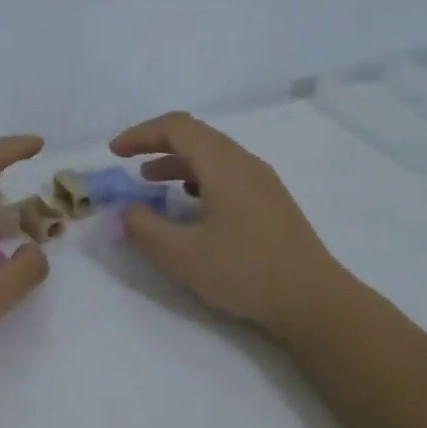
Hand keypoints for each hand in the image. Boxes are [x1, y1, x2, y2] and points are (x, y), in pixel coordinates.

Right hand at [110, 111, 346, 340]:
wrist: (312, 299)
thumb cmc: (244, 271)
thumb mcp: (181, 254)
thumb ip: (144, 228)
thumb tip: (126, 209)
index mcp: (224, 165)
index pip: (177, 128)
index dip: (141, 134)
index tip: (114, 153)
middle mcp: (246, 164)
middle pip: (197, 136)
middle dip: (157, 145)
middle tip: (129, 165)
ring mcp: (263, 183)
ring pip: (214, 157)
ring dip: (178, 163)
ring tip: (152, 184)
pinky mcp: (271, 204)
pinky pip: (228, 175)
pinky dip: (199, 179)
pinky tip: (191, 205)